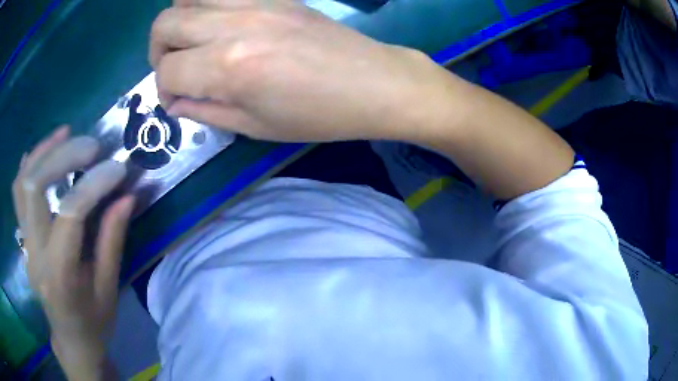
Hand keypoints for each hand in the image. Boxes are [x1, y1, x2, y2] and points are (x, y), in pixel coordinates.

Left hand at [12, 127, 131, 379]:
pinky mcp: (22, 238)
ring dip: (43, 151)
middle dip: (63, 156)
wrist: (70, 340)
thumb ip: (113, 240)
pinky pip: (17, 192)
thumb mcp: (109, 289)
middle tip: (92, 146)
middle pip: (35, 187)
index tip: (118, 168)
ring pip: (22, 183)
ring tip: (66, 133)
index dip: (94, 184)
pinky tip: (44, 150)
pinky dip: (29, 164)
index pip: (70, 215)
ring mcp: (24, 244)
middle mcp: (34, 256)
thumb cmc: (94, 323)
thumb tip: (126, 195)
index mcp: (60, 278)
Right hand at [150, 0, 451, 142]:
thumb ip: (206, 113)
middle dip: (157, 51)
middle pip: (165, 23)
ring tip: (192, 42)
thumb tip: (175, 102)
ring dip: (178, 21)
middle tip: (174, 69)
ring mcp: (255, 2)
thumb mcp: (256, 127)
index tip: (177, 100)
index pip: (167, 70)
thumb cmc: (319, 115)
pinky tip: (216, 23)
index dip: (163, 89)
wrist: (373, 83)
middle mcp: (234, 25)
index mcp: (229, 67)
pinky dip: (205, 4)